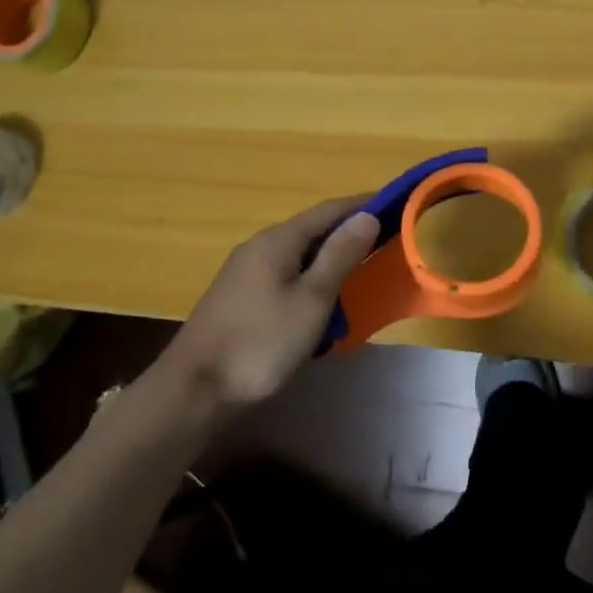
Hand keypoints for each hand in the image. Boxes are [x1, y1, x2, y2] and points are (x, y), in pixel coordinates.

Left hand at [169, 196, 379, 408]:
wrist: (195, 388)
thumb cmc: (261, 341)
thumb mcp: (312, 299)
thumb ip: (339, 256)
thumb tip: (366, 216)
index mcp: (278, 240)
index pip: (329, 210)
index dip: (362, 205)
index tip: (396, 203)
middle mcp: (259, 247)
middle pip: (312, 230)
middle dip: (347, 233)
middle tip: (384, 242)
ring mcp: (245, 272)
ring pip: (298, 256)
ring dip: (328, 260)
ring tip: (358, 274)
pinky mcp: (239, 297)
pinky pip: (284, 276)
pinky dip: (309, 281)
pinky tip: (320, 304)